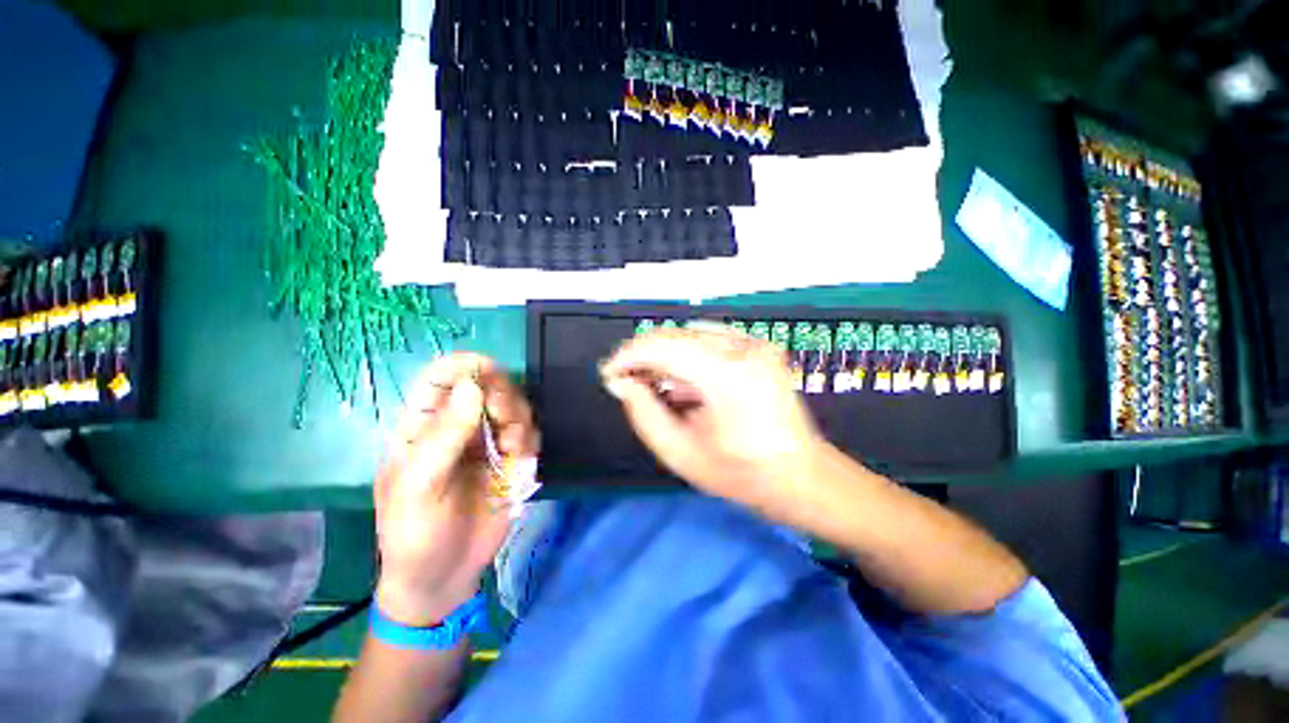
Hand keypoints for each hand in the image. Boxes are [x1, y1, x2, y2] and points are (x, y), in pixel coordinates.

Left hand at [373, 354, 538, 625]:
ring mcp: (487, 442)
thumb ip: (444, 436)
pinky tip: (519, 461)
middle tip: (503, 415)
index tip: (487, 368)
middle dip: (501, 394)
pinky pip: (529, 435)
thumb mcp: (418, 487)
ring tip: (511, 447)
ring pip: (514, 407)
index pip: (441, 378)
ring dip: (518, 419)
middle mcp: (459, 426)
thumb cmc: (414, 533)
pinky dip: (529, 441)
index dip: (463, 365)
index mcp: (423, 426)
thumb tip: (472, 387)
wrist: (444, 578)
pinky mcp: (511, 460)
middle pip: (487, 386)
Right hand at [600, 325, 824, 519]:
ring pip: (689, 336)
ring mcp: (755, 343)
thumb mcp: (679, 453)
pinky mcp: (759, 346)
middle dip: (643, 355)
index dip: (628, 356)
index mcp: (726, 375)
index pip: (662, 347)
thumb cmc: (740, 473)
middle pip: (675, 335)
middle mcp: (742, 348)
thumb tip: (621, 381)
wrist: (801, 475)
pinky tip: (681, 382)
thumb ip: (643, 413)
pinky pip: (709, 340)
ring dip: (664, 356)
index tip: (609, 374)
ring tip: (652, 385)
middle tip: (626, 381)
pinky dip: (686, 356)